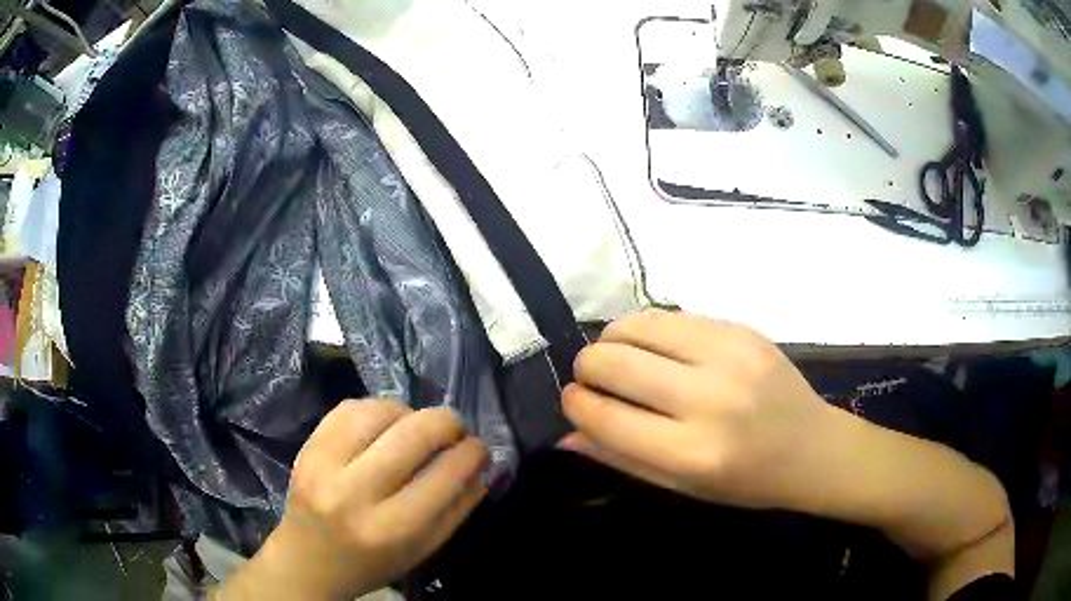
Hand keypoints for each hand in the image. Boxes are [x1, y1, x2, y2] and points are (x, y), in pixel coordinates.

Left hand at [217, 400, 488, 599]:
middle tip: (457, 429)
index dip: (472, 453)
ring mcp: (324, 464)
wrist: (307, 560)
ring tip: (418, 428)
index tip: (480, 447)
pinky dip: (377, 409)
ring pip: (380, 411)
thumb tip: (482, 466)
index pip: (444, 475)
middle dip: (448, 422)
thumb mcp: (423, 549)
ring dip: (411, 413)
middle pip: (414, 434)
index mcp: (391, 528)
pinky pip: (349, 407)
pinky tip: (385, 424)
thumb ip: (458, 509)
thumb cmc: (372, 563)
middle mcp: (355, 492)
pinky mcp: (307, 447)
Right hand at [560, 311, 1013, 600]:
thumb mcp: (683, 487)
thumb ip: (622, 459)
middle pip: (613, 362)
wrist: (813, 447)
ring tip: (617, 356)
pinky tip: (653, 346)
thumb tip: (565, 436)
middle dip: (585, 367)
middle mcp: (709, 399)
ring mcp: (729, 355)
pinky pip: (671, 315)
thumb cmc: (747, 481)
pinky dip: (647, 329)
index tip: (572, 400)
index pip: (606, 417)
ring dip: (611, 339)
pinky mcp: (742, 329)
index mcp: (693, 453)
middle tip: (591, 377)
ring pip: (636, 326)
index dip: (575, 404)